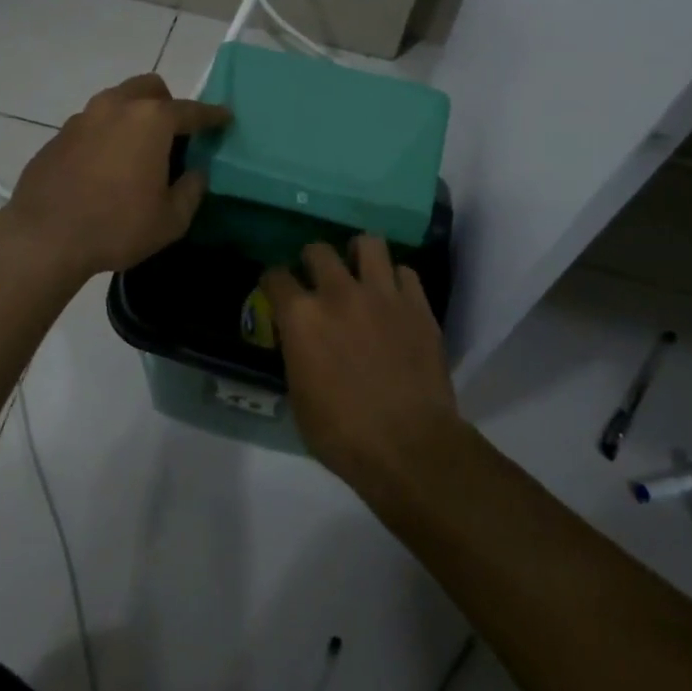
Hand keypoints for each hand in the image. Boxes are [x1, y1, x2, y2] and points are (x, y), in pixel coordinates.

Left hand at [5, 73, 231, 278]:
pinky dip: (107, 134)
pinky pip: (93, 124)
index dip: (212, 115)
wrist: (44, 237)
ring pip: (117, 101)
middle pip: (149, 88)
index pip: (191, 110)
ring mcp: (82, 117)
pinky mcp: (58, 135)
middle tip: (174, 133)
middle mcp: (116, 107)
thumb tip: (195, 172)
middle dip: (167, 103)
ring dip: (133, 115)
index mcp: (151, 120)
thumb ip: (191, 190)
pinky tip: (105, 166)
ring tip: (138, 149)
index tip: (225, 118)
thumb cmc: (117, 226)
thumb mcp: (170, 219)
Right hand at [262, 238, 461, 490]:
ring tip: (360, 270)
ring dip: (359, 254)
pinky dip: (396, 280)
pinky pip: (405, 272)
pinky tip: (394, 296)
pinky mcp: (417, 305)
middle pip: (318, 250)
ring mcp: (382, 294)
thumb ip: (297, 356)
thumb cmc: (343, 434)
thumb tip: (302, 344)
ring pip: (369, 243)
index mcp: (301, 317)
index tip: (277, 290)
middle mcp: (338, 294)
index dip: (273, 282)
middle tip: (319, 278)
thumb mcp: (300, 399)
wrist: (410, 446)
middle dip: (313, 260)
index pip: (276, 277)